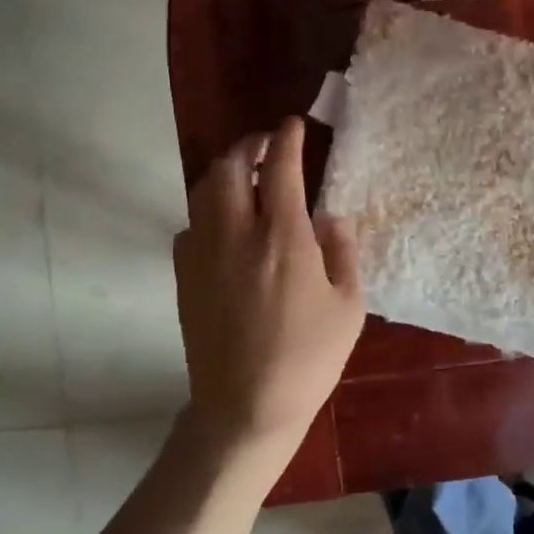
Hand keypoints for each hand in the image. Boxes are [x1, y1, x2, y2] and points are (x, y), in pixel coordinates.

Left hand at [171, 117, 365, 482]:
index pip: (280, 168)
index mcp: (282, 237)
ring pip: (203, 191)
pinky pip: (191, 226)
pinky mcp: (184, 277)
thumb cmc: (308, 359)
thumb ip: (343, 251)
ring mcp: (202, 254)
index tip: (293, 125)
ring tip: (245, 178)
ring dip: (224, 173)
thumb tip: (331, 216)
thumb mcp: (348, 306)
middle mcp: (235, 234)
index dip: (287, 139)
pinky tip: (225, 227)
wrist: (245, 407)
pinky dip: (208, 211)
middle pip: (228, 167)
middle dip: (247, 146)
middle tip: (266, 147)